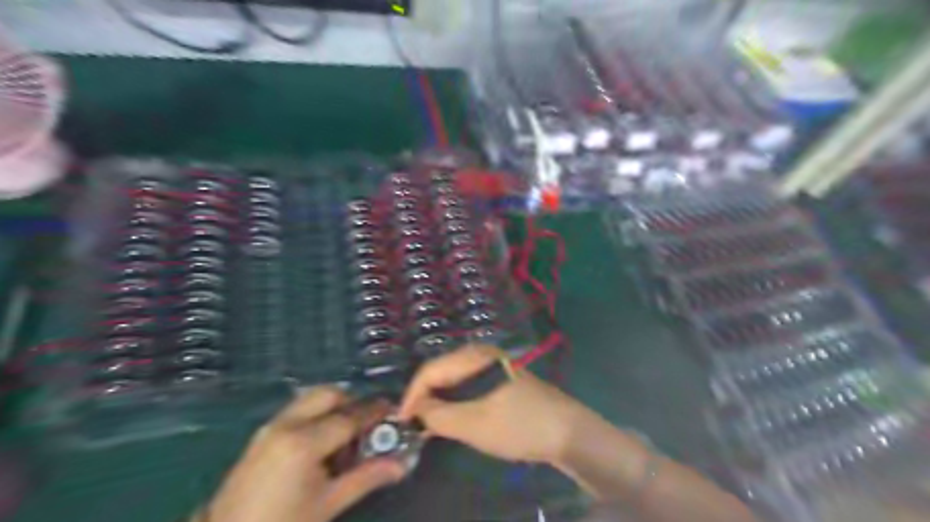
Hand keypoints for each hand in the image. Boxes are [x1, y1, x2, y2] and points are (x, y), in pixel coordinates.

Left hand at [202, 385, 405, 521]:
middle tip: (367, 424)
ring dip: (334, 407)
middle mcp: (286, 425)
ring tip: (346, 435)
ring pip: (310, 399)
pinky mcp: (261, 436)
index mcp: (303, 442)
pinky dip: (316, 416)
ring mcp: (270, 428)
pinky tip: (322, 444)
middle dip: (352, 402)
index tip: (393, 412)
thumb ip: (366, 478)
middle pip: (328, 394)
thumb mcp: (328, 504)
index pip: (349, 417)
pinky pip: (297, 412)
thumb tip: (400, 465)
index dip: (374, 413)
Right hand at [398, 347, 586, 464]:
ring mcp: (492, 365)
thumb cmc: (518, 425)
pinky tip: (453, 418)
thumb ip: (438, 416)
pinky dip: (455, 401)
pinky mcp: (499, 378)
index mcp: (474, 357)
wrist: (566, 431)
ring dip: (439, 400)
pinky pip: (467, 385)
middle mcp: (480, 354)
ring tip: (429, 424)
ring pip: (454, 379)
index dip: (412, 395)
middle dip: (424, 397)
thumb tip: (416, 410)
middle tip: (413, 424)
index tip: (401, 421)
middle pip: (441, 371)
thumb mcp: (474, 424)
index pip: (430, 370)